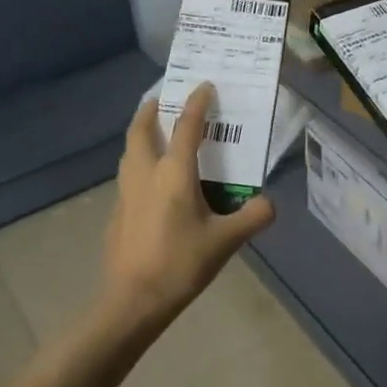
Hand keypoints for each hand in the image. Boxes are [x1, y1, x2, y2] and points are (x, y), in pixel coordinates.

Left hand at [98, 83, 275, 326]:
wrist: (133, 300)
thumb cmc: (180, 264)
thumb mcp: (226, 242)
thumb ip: (253, 217)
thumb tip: (269, 203)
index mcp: (173, 174)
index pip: (187, 127)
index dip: (197, 103)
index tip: (204, 86)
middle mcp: (145, 174)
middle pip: (142, 130)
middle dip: (151, 109)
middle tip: (161, 98)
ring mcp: (126, 192)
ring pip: (129, 150)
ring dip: (140, 133)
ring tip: (153, 131)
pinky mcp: (118, 212)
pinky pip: (127, 174)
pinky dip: (137, 161)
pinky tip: (149, 180)